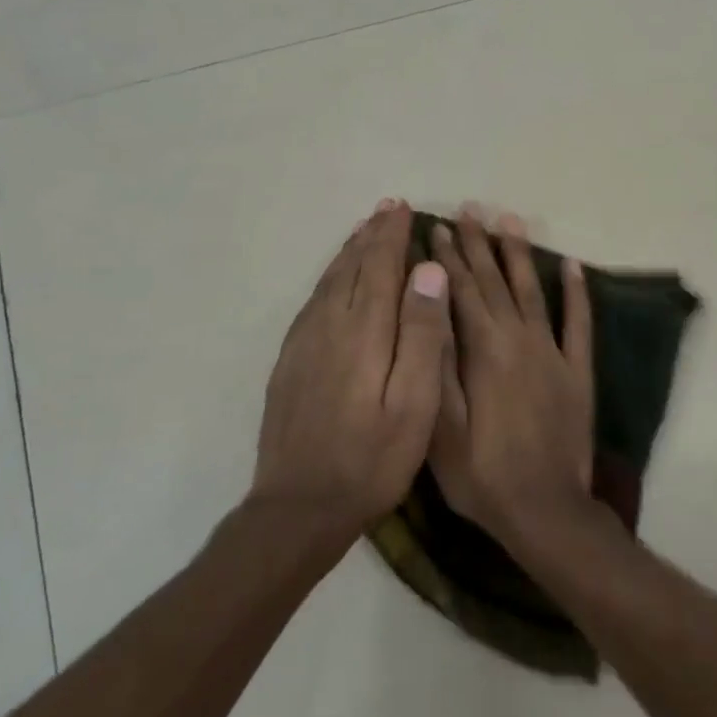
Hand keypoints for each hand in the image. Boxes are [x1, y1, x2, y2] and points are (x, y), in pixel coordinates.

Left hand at [253, 200, 451, 531]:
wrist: (298, 507)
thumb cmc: (372, 459)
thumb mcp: (415, 404)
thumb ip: (422, 335)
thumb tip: (428, 271)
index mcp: (364, 332)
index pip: (379, 267)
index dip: (391, 236)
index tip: (402, 208)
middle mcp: (329, 326)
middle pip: (350, 267)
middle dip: (370, 236)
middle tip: (386, 209)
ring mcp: (303, 344)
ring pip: (328, 282)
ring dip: (348, 252)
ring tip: (363, 231)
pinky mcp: (289, 362)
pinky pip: (312, 303)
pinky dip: (328, 279)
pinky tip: (334, 281)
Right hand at [428, 208, 593, 543]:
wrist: (545, 510)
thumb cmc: (482, 475)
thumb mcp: (442, 427)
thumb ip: (437, 364)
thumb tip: (430, 308)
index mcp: (483, 351)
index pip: (460, 292)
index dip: (446, 259)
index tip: (436, 227)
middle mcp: (519, 340)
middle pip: (494, 282)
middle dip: (478, 245)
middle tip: (468, 210)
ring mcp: (553, 353)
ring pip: (533, 291)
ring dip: (519, 254)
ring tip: (510, 220)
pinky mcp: (578, 371)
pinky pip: (579, 323)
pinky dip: (577, 293)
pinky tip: (572, 266)